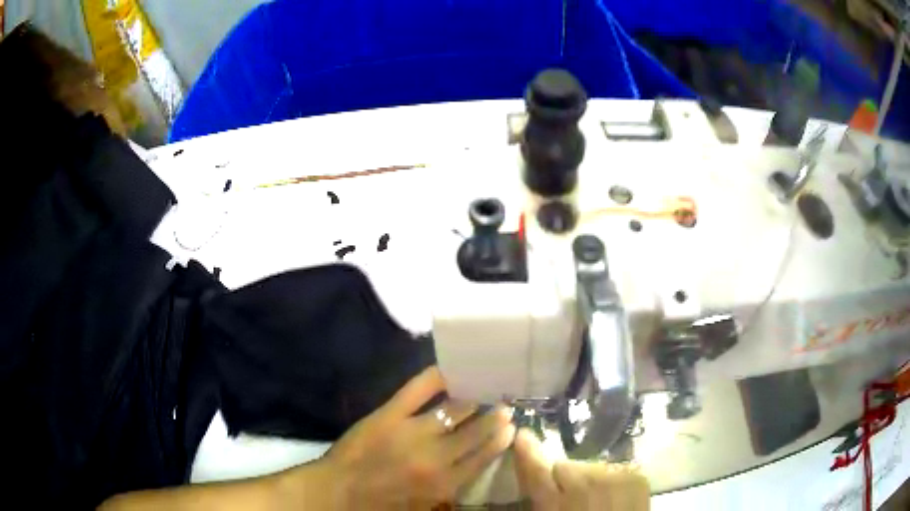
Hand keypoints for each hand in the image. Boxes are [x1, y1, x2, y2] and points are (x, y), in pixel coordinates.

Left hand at [316, 366, 515, 508]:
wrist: (340, 491)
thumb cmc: (383, 503)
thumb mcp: (424, 506)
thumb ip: (451, 489)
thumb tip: (471, 466)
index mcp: (446, 483)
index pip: (484, 456)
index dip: (500, 439)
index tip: (511, 426)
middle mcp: (437, 457)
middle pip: (476, 431)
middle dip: (495, 417)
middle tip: (505, 405)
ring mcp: (413, 432)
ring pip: (455, 409)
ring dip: (474, 398)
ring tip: (485, 388)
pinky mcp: (390, 414)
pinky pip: (418, 389)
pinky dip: (436, 377)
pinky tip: (449, 370)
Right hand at [514, 429, 649, 510]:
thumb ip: (539, 501)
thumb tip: (531, 480)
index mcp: (555, 505)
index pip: (536, 471)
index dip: (528, 452)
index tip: (523, 435)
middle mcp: (585, 487)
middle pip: (563, 466)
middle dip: (562, 477)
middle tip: (567, 495)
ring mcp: (614, 479)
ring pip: (589, 466)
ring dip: (587, 478)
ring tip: (594, 498)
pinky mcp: (636, 477)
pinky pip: (614, 468)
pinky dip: (610, 479)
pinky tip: (612, 496)